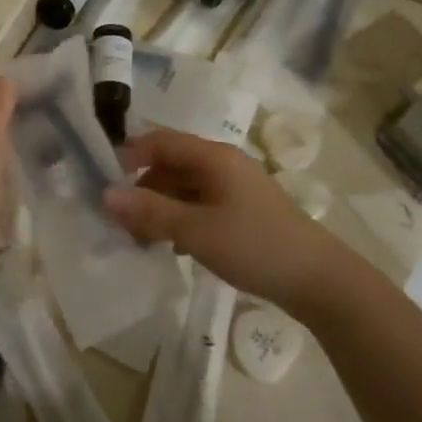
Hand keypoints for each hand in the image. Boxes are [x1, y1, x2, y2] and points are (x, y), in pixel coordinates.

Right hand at [104, 129, 360, 317]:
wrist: (319, 279)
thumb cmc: (255, 246)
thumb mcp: (196, 231)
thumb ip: (150, 212)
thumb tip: (105, 195)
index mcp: (213, 157)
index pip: (160, 141)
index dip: (129, 155)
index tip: (103, 182)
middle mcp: (223, 164)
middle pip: (171, 164)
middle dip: (142, 188)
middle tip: (120, 221)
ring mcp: (235, 187)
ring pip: (185, 187)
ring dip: (160, 207)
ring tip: (142, 238)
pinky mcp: (243, 210)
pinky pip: (201, 205)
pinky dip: (182, 219)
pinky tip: (176, 247)